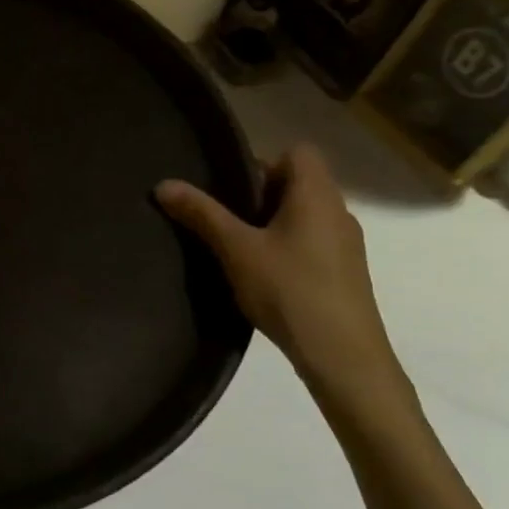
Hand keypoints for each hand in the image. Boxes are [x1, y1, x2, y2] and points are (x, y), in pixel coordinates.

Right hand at [156, 145, 408, 410]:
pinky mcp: (344, 271)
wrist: (343, 356)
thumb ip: (201, 214)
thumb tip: (163, 184)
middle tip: (223, 219)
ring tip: (236, 248)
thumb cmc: (289, 290)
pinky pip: (310, 240)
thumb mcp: (236, 249)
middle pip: (297, 182)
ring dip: (270, 223)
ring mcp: (345, 243)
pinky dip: (285, 246)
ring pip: (303, 214)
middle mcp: (338, 210)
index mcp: (316, 194)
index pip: (298, 152)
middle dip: (258, 195)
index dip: (263, 161)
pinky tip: (262, 275)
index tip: (230, 188)